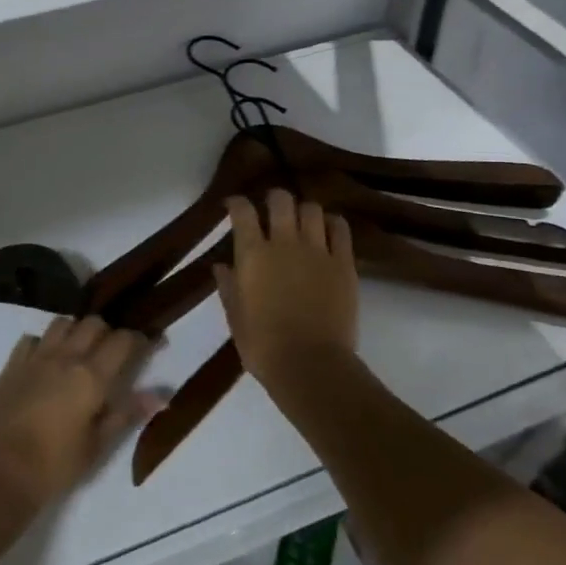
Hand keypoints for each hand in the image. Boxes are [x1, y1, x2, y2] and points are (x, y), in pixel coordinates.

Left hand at [0, 316, 163, 512]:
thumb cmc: (54, 467)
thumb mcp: (97, 445)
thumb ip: (127, 413)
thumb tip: (161, 396)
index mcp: (91, 376)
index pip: (123, 340)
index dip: (141, 339)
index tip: (151, 344)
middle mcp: (66, 357)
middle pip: (93, 323)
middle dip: (108, 331)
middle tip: (114, 352)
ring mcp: (35, 357)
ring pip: (63, 322)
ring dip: (76, 330)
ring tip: (80, 351)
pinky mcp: (11, 365)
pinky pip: (32, 339)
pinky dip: (44, 342)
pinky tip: (46, 360)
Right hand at [214, 189, 358, 386]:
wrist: (310, 365)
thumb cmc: (263, 345)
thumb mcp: (235, 317)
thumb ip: (228, 286)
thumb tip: (221, 265)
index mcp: (253, 254)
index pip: (242, 211)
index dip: (236, 203)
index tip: (233, 205)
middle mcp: (284, 242)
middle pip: (281, 199)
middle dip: (274, 199)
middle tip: (271, 210)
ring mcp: (317, 250)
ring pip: (312, 209)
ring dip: (304, 211)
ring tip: (302, 222)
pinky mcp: (343, 263)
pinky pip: (341, 229)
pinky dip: (333, 224)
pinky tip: (328, 230)